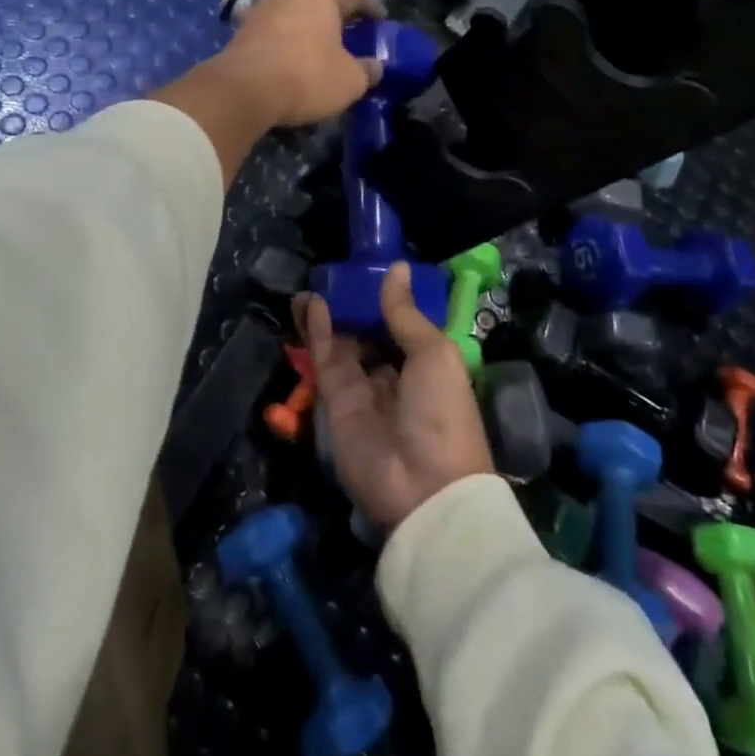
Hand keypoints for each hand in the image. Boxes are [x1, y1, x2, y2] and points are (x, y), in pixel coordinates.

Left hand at [218, 0, 383, 129]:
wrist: (243, 91)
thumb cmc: (307, 76)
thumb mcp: (350, 80)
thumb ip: (367, 70)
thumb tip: (375, 66)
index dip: (372, 9)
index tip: (382, 20)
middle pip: (321, 4)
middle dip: (337, 21)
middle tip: (353, 37)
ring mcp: (260, 10)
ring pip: (295, 19)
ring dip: (309, 34)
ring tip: (322, 52)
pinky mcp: (240, 33)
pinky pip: (275, 36)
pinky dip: (288, 47)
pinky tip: (294, 64)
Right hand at [302, 264, 494, 532]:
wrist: (423, 487)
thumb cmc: (443, 412)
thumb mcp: (434, 353)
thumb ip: (405, 313)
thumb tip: (398, 268)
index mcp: (427, 365)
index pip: (402, 326)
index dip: (385, 300)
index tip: (369, 271)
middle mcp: (395, 375)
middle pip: (369, 333)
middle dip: (353, 306)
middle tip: (336, 274)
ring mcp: (363, 389)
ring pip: (342, 343)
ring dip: (330, 314)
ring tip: (316, 283)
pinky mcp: (336, 402)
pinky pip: (326, 358)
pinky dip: (318, 330)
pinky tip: (311, 303)